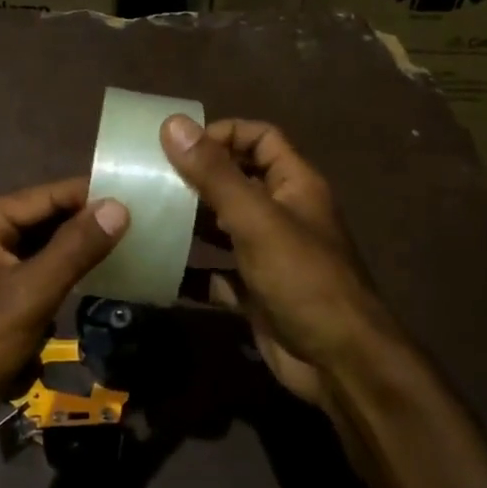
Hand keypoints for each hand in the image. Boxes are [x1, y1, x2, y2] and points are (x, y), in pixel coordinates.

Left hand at [0, 178, 128, 441]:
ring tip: (128, 254)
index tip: (140, 199)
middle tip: (142, 229)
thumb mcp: (29, 295)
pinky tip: (93, 289)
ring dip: (76, 260)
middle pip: (45, 222)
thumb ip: (75, 249)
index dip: (92, 197)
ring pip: (43, 253)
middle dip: (87, 230)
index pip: (47, 196)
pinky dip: (59, 286)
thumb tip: (119, 207)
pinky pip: (35, 279)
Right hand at [160, 116, 388, 408]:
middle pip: (238, 181)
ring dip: (190, 222)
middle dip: (197, 178)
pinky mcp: (256, 292)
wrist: (339, 363)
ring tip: (147, 216)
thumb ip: (215, 173)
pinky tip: (158, 268)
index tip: (179, 146)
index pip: (260, 138)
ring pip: (224, 227)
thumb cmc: (302, 278)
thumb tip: (172, 124)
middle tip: (150, 179)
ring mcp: (269, 255)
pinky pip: (218, 272)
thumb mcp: (256, 219)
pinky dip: (192, 270)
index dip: (224, 134)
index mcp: (295, 184)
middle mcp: (283, 213)